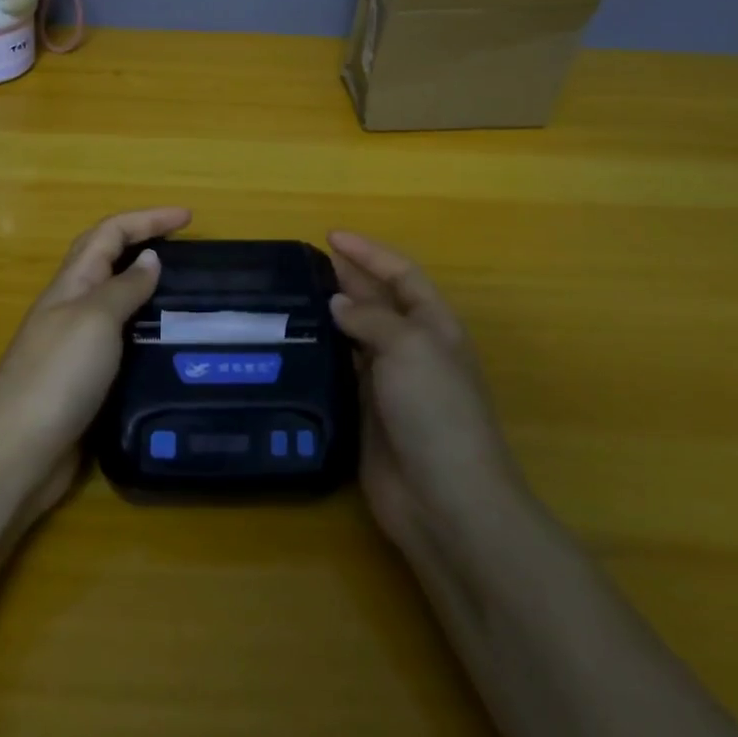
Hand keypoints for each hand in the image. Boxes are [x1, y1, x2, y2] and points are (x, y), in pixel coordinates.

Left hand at [0, 206, 190, 506]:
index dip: (147, 219)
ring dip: (146, 288)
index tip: (189, 217)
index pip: (109, 233)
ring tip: (187, 294)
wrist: (18, 452)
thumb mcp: (95, 319)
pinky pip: (120, 342)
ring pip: (115, 302)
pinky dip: (144, 332)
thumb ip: (124, 287)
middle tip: (186, 248)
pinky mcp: (85, 382)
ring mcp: (75, 346)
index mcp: (71, 284)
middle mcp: (71, 308)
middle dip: (143, 242)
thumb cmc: (57, 376)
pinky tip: (168, 346)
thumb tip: (149, 258)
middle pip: (106, 260)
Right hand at [327, 230, 525, 553]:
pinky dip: (323, 355)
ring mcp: (390, 384)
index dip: (369, 252)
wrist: (444, 499)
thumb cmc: (435, 411)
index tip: (330, 236)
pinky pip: (342, 372)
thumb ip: (371, 318)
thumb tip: (338, 302)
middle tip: (305, 262)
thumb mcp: (409, 348)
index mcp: (435, 326)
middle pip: (379, 302)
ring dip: (332, 315)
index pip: (401, 274)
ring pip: (357, 337)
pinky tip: (296, 346)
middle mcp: (413, 350)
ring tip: (293, 297)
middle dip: (349, 278)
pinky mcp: (366, 414)